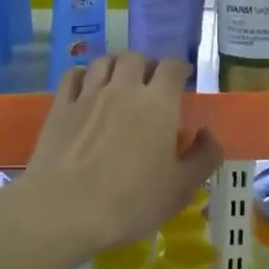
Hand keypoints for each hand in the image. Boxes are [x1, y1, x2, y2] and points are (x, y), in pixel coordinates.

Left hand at [23, 54, 224, 253]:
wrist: (66, 210)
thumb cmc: (132, 202)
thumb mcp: (182, 188)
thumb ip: (204, 157)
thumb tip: (207, 133)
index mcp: (158, 103)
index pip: (172, 67)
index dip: (179, 69)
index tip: (182, 80)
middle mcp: (123, 88)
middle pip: (135, 58)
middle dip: (145, 67)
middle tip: (149, 87)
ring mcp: (88, 95)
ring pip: (104, 62)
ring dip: (116, 68)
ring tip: (118, 85)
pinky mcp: (60, 107)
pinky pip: (74, 76)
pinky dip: (84, 76)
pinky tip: (86, 90)